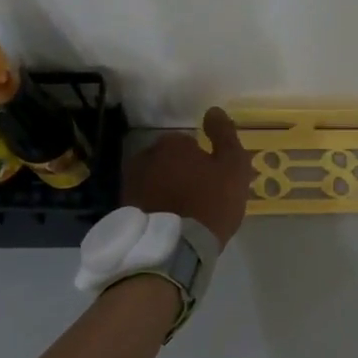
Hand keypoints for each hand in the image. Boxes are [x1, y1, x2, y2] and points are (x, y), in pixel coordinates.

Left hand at [124, 107, 254, 247]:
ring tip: (184, 212)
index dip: (204, 161)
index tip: (213, 180)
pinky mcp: (125, 208)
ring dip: (167, 189)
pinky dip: (156, 207)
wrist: (175, 247)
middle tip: (200, 196)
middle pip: (169, 161)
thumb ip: (225, 135)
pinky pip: (146, 201)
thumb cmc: (210, 202)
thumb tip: (213, 110)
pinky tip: (169, 222)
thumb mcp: (233, 166)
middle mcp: (146, 156)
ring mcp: (131, 183)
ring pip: (156, 180)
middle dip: (182, 172)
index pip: (190, 144)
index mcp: (172, 144)